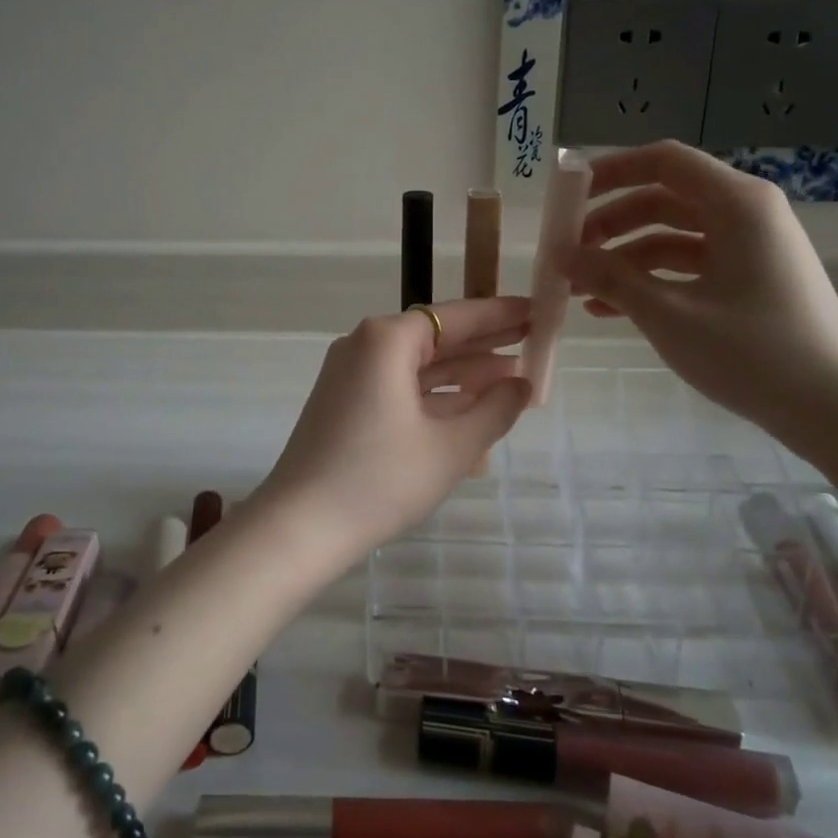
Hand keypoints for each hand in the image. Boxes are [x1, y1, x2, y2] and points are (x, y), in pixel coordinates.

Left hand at [253, 296, 532, 560]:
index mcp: (387, 340)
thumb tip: (522, 385)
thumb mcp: (451, 447)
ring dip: (463, 374)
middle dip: (484, 343)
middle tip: (533, 341)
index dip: (499, 316)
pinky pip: (400, 390)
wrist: (300, 526)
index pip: (454, 316)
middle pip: (435, 337)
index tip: (536, 311)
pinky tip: (472, 412)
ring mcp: (351, 376)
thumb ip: (495, 409)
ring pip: (418, 366)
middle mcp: (364, 346)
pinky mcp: (346, 404)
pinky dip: (435, 398)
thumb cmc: (380, 479)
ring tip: (514, 378)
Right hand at [563, 142, 837, 449]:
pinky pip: (689, 265)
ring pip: (671, 235)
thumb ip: (609, 278)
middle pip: (663, 198)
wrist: (832, 410)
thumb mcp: (668, 314)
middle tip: (568, 250)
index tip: (567, 195)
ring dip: (624, 257)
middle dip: (610, 221)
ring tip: (580, 287)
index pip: (664, 161)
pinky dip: (650, 279)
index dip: (611, 170)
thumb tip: (560, 254)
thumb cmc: (751, 352)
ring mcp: (750, 247)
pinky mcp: (749, 279)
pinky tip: (609, 310)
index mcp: (737, 203)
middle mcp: (746, 213)